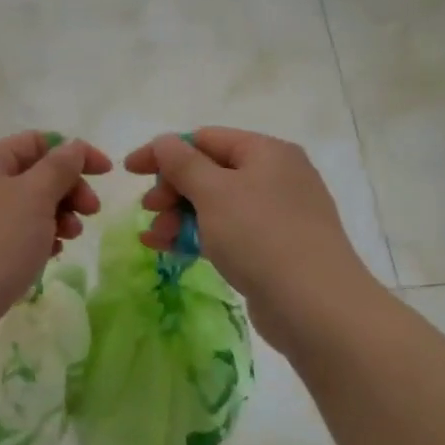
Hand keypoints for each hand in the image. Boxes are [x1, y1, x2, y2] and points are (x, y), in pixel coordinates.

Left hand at [0, 132, 111, 356]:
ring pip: (25, 208)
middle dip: (67, 189)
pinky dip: (36, 240)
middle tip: (91, 213)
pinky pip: (12, 236)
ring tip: (69, 239)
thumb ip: (59, 167)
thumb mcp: (33, 198)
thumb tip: (73, 146)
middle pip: (32, 174)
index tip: (107, 174)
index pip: (36, 142)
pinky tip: (49, 257)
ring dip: (56, 217)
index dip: (74, 152)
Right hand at [124, 128, 373, 343]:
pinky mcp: (275, 248)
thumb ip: (182, 163)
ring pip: (216, 205)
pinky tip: (170, 250)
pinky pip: (228, 232)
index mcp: (266, 152)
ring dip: (180, 216)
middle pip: (210, 171)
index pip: (204, 139)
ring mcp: (278, 214)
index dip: (163, 152)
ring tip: (154, 239)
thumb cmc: (260, 236)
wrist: (316, 306)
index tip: (128, 171)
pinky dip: (198, 236)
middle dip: (172, 190)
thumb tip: (164, 142)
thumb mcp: (214, 192)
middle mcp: (276, 176)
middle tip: (149, 210)